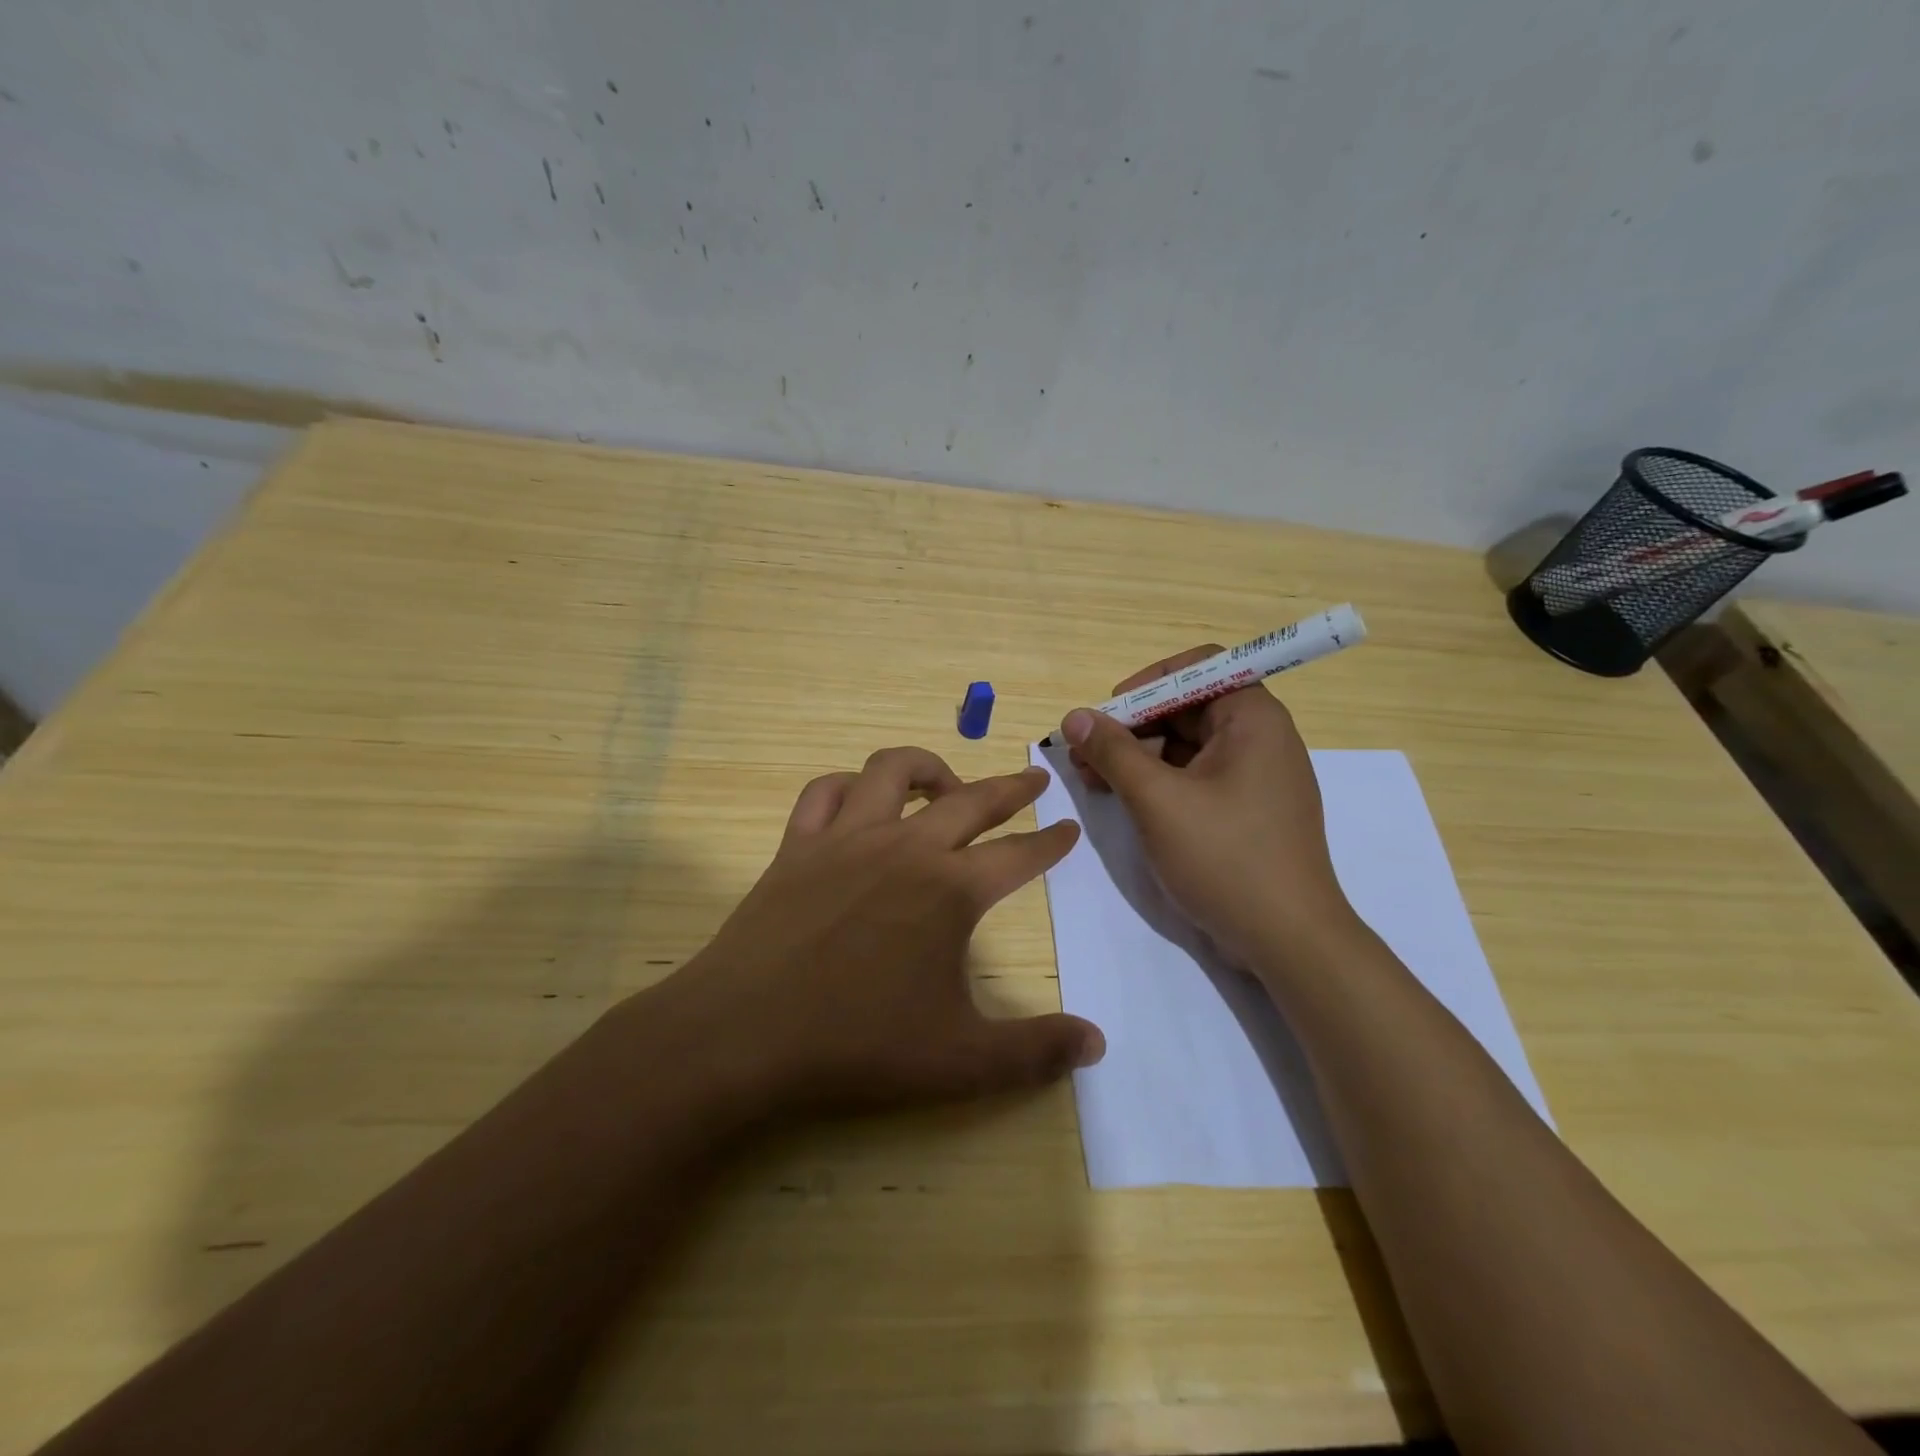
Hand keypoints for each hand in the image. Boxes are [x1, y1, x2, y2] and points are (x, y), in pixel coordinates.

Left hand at [666, 747, 1105, 1116]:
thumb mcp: (961, 1060)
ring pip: (892, 771)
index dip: (1051, 842)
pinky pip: (823, 791)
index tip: (1070, 827)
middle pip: (971, 800)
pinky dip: (848, 785)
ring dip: (928, 767)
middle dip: (1011, 788)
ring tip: (946, 784)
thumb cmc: (858, 1045)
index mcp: (950, 890)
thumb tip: (1097, 1043)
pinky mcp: (797, 845)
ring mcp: (846, 838)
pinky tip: (858, 800)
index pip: (1019, 855)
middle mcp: (905, 848)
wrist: (744, 1035)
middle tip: (1034, 781)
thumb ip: (1035, 1051)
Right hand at [1061, 647, 1355, 967]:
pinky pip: (1195, 778)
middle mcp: (1259, 738)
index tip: (1110, 711)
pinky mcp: (1245, 811)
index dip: (1149, 681)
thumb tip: (1075, 716)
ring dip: (1138, 757)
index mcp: (1252, 718)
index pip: (1199, 667)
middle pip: (1187, 708)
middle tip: (1085, 753)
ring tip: (1092, 779)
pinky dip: (1158, 782)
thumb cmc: (1226, 858)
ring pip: (1186, 746)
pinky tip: (1121, 799)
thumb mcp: (1158, 800)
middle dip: (1132, 725)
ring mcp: (1254, 777)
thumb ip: (1113, 752)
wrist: (1288, 941)